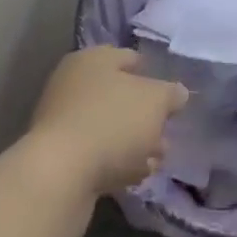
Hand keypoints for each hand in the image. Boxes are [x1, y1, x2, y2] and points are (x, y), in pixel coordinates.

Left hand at [26, 46, 189, 198]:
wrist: (59, 177)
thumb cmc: (111, 123)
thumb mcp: (154, 102)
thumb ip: (170, 94)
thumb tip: (178, 93)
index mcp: (93, 59)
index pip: (130, 59)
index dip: (153, 76)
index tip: (171, 100)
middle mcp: (73, 83)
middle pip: (119, 95)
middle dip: (145, 116)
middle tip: (165, 136)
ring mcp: (63, 121)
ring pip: (109, 127)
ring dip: (133, 143)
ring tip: (155, 162)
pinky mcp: (59, 157)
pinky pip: (95, 154)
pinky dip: (115, 162)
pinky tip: (134, 177)